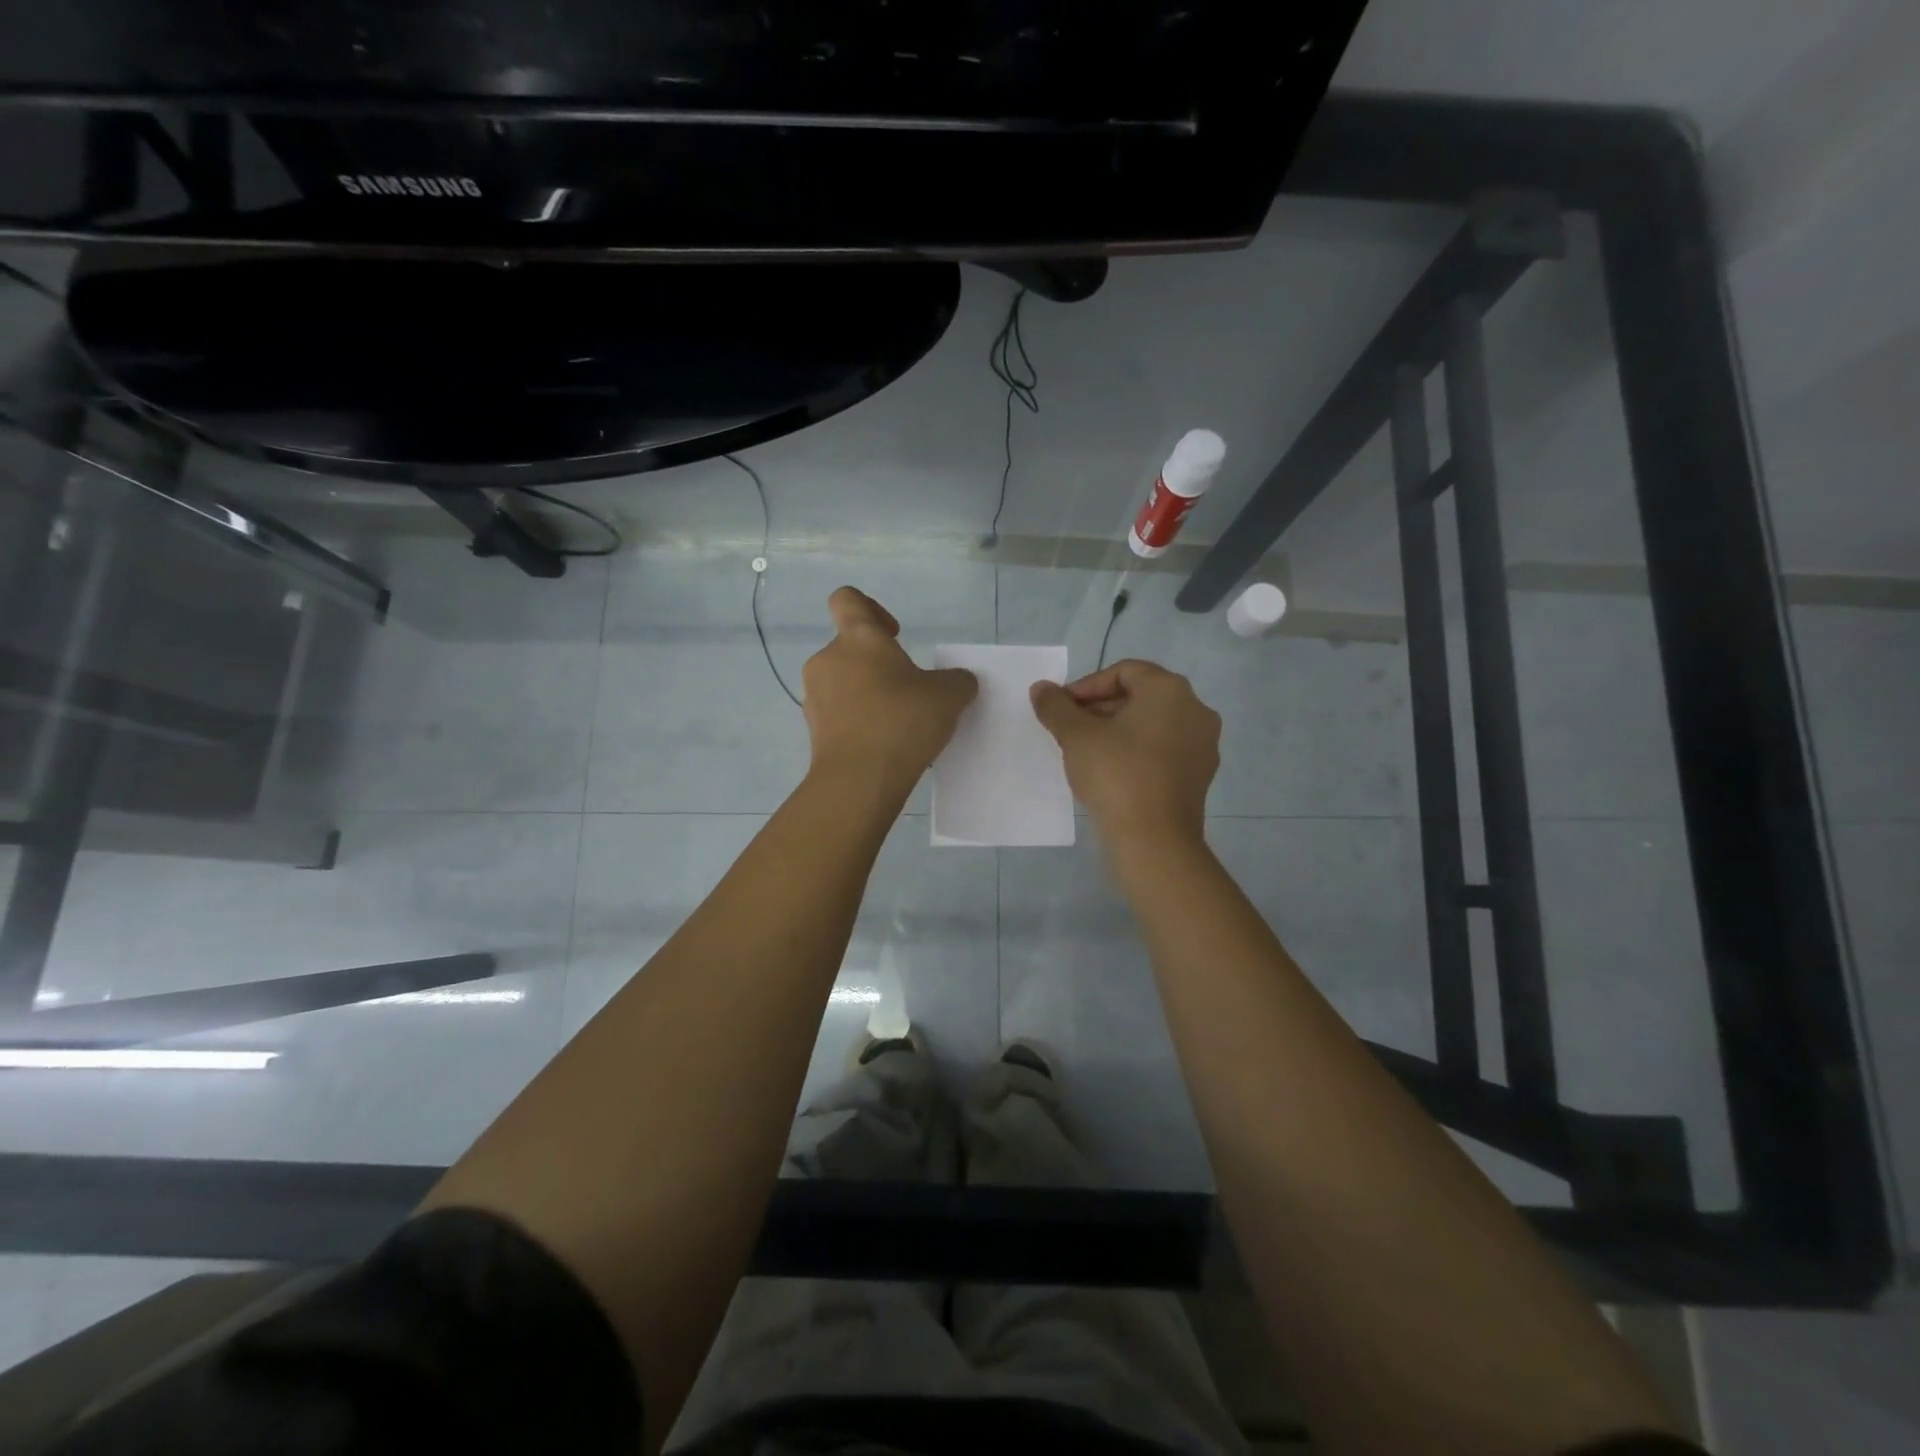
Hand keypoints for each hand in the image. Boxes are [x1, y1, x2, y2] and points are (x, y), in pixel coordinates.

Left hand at [801, 587, 977, 796]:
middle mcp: (828, 660)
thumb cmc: (902, 721)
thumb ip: (957, 680)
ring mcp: (816, 696)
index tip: (895, 634)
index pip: (848, 599)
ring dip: (868, 693)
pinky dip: (859, 720)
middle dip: (878, 663)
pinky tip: (885, 743)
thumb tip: (958, 681)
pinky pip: (840, 714)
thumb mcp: (949, 696)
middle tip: (908, 689)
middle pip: (850, 647)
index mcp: (857, 638)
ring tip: (898, 721)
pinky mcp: (814, 730)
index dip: (871, 608)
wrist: (860, 779)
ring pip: (844, 682)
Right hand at [1030, 658, 1220, 844]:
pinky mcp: (1200, 776)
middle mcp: (1195, 709)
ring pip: (1151, 725)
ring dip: (1116, 731)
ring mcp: (1202, 745)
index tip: (1061, 709)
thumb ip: (1056, 706)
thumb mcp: (1076, 736)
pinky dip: (1136, 752)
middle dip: (1100, 709)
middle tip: (1069, 730)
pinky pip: (1163, 751)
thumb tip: (1041, 688)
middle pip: (1140, 696)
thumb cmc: (1116, 775)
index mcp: (1170, 690)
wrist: (1154, 840)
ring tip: (1085, 752)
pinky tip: (1110, 773)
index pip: (1124, 671)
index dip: (1086, 686)